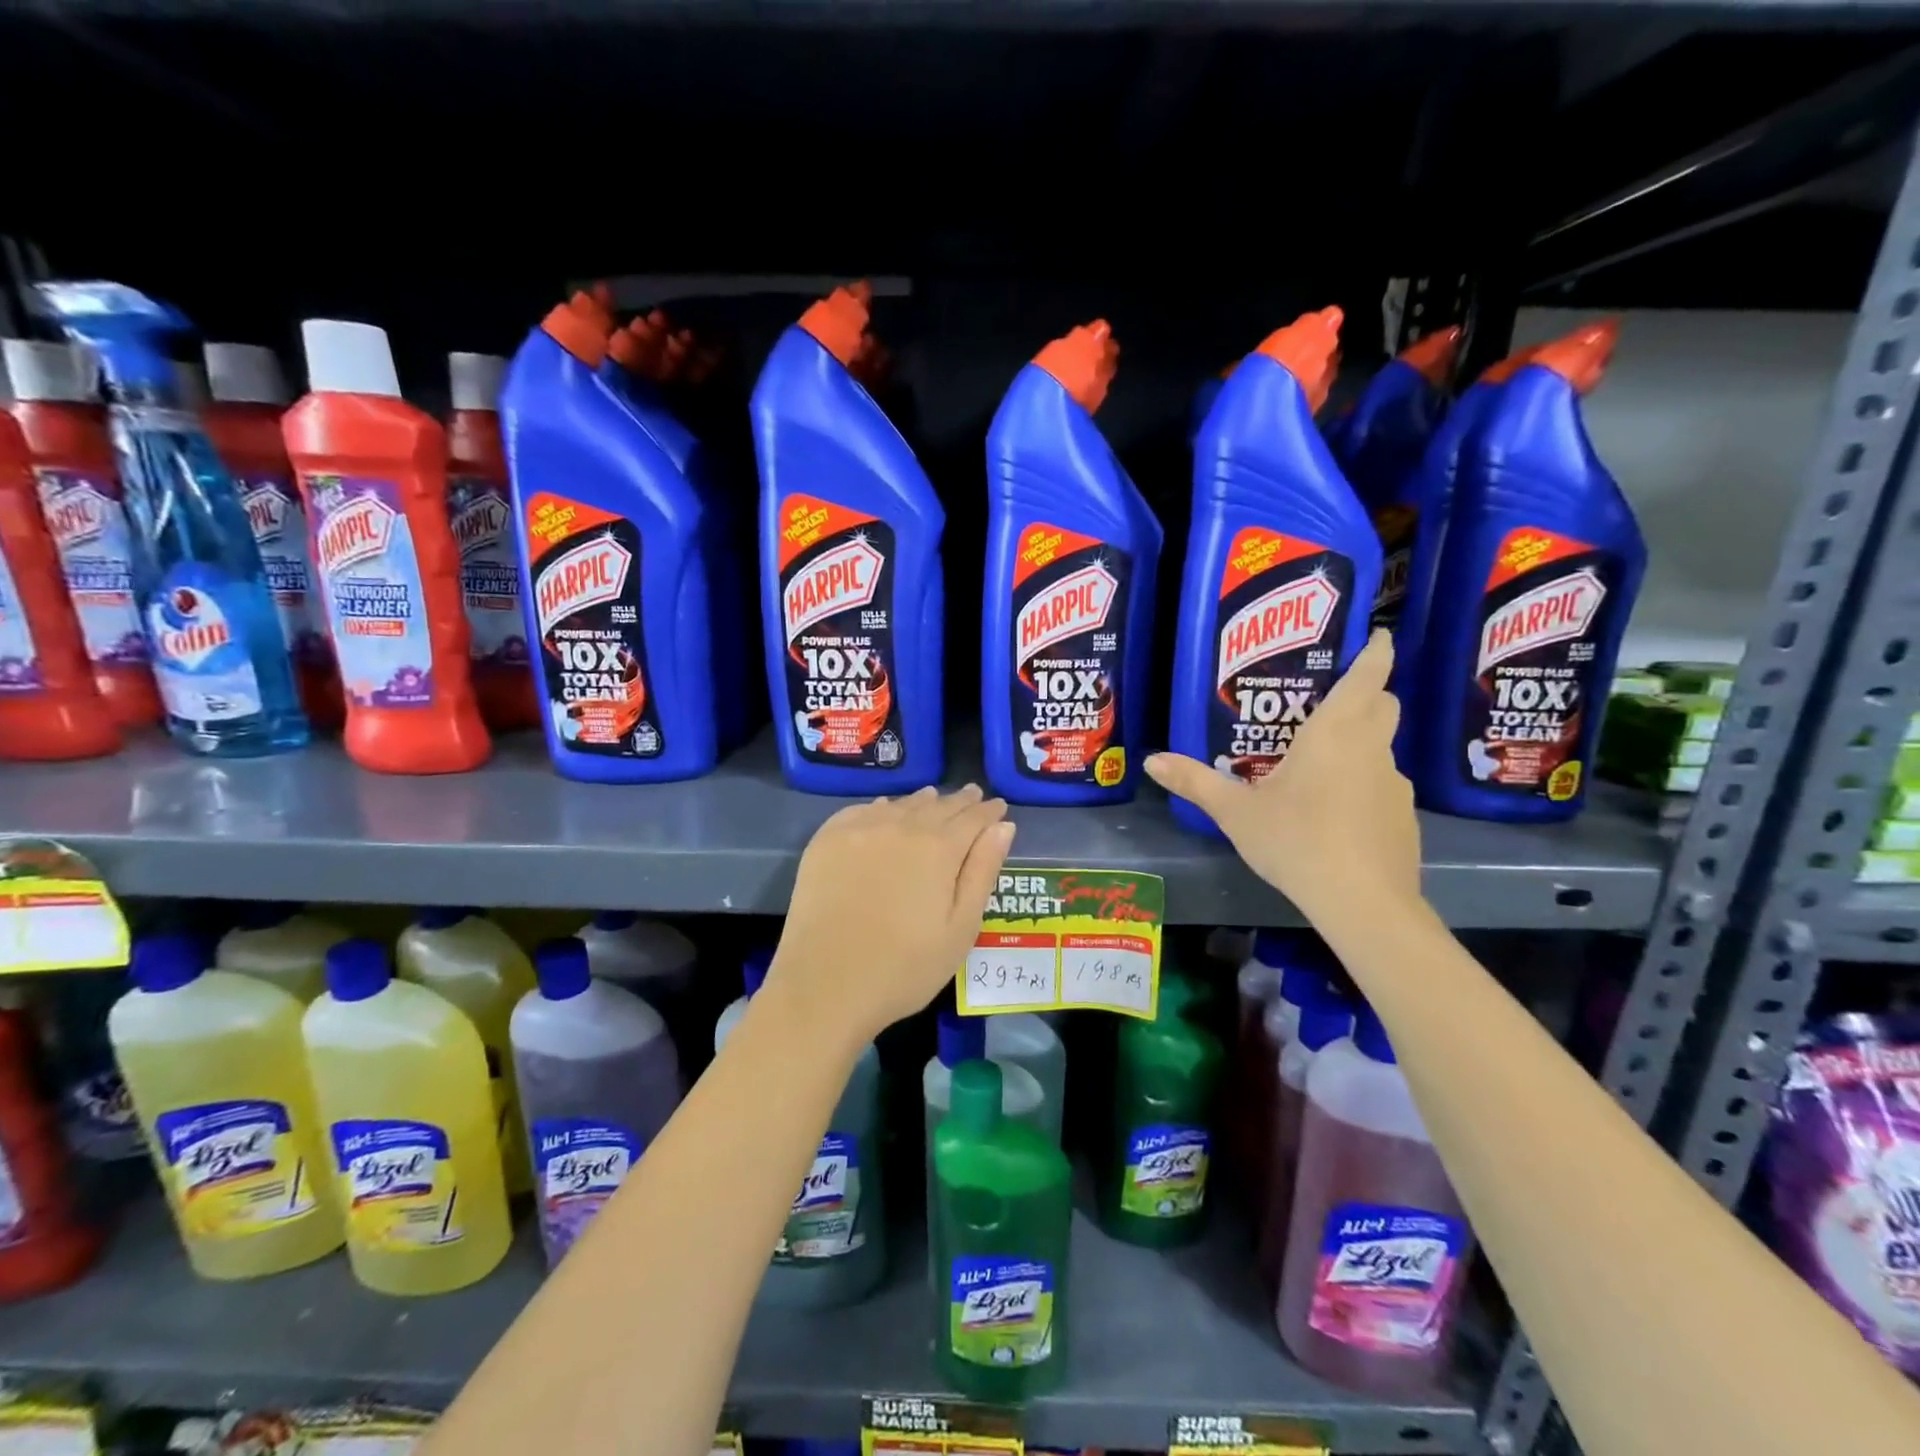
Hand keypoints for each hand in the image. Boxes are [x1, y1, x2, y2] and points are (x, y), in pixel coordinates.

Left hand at [768, 785, 1015, 1048]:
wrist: (824, 985)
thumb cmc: (904, 967)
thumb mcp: (960, 928)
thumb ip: (982, 872)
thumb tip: (1002, 827)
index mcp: (939, 848)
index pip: (973, 818)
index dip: (988, 811)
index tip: (999, 805)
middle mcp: (900, 826)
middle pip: (937, 805)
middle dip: (959, 801)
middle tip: (972, 794)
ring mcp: (859, 829)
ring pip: (900, 805)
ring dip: (922, 802)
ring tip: (934, 799)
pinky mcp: (826, 840)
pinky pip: (863, 811)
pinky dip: (882, 808)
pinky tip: (885, 811)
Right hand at [1144, 629, 1420, 919]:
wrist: (1361, 901)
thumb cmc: (1296, 839)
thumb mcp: (1236, 812)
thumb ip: (1195, 782)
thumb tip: (1150, 761)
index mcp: (1335, 732)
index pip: (1368, 676)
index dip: (1377, 651)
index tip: (1380, 635)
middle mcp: (1372, 748)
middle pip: (1384, 705)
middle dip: (1368, 694)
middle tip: (1328, 703)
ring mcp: (1395, 785)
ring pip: (1382, 748)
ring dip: (1360, 745)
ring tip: (1319, 767)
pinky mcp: (1403, 818)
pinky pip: (1382, 787)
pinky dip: (1364, 786)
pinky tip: (1335, 815)